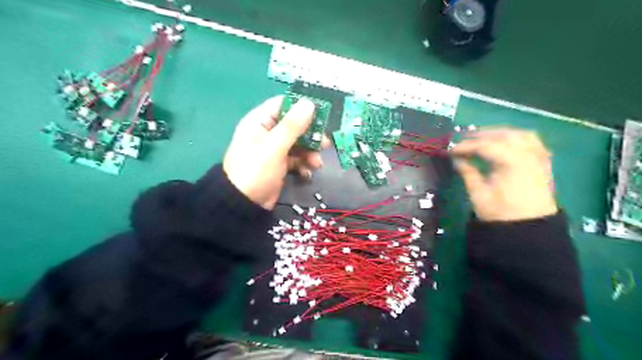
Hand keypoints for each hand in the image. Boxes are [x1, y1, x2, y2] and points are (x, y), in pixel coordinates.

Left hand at [224, 96, 327, 210]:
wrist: (244, 204)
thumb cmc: (255, 170)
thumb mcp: (274, 146)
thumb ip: (292, 126)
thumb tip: (309, 103)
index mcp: (260, 122)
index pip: (283, 105)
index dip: (302, 107)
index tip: (322, 113)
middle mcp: (267, 133)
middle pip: (295, 126)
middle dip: (310, 135)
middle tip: (325, 143)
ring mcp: (274, 150)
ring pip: (298, 144)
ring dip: (310, 152)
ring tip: (316, 163)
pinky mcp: (280, 165)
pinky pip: (297, 159)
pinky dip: (303, 165)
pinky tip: (307, 173)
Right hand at [451, 128, 556, 220]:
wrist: (530, 229)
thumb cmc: (501, 214)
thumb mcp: (479, 195)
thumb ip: (468, 173)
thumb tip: (457, 160)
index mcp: (511, 163)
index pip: (485, 146)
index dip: (466, 146)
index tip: (451, 150)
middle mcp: (527, 155)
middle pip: (504, 135)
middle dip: (482, 135)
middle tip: (464, 140)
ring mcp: (538, 158)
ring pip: (520, 134)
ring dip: (501, 133)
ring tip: (485, 138)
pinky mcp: (543, 164)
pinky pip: (533, 142)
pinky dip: (517, 138)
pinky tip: (507, 144)